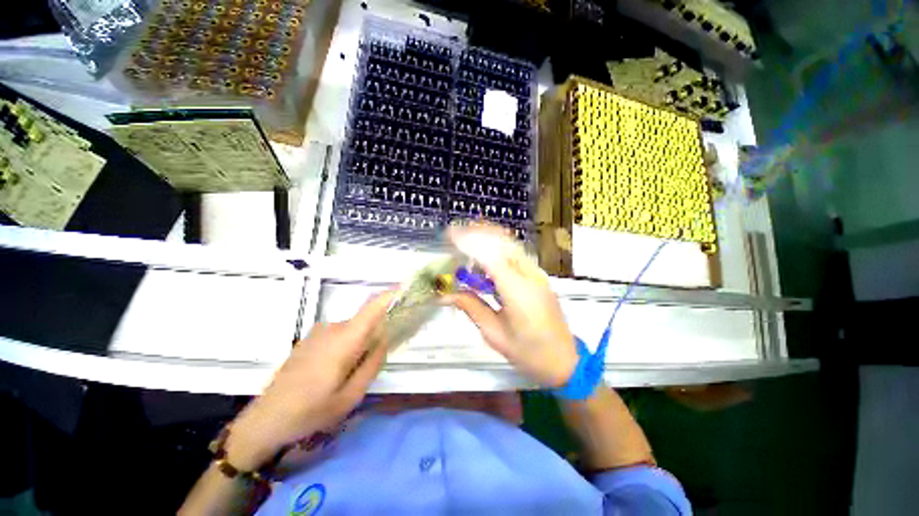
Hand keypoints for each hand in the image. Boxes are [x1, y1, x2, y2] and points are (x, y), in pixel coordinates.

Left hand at [224, 291, 393, 470]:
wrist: (265, 419)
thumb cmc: (310, 411)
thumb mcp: (350, 396)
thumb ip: (373, 364)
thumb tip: (384, 340)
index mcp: (344, 340)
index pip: (373, 308)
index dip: (391, 295)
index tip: (407, 288)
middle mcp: (332, 328)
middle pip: (366, 320)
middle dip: (378, 333)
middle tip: (380, 358)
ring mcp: (319, 332)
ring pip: (353, 329)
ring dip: (361, 343)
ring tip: (352, 374)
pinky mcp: (311, 338)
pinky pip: (340, 334)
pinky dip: (349, 345)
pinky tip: (336, 372)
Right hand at [446, 224, 577, 387]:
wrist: (564, 360)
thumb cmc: (528, 353)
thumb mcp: (494, 334)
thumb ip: (471, 307)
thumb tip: (446, 294)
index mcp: (518, 292)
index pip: (491, 257)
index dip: (469, 242)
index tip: (449, 235)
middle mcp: (530, 276)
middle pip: (502, 242)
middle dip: (477, 233)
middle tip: (454, 234)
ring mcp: (537, 273)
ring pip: (510, 244)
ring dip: (487, 236)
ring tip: (465, 238)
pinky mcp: (538, 275)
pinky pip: (515, 253)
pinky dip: (497, 246)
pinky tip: (484, 253)